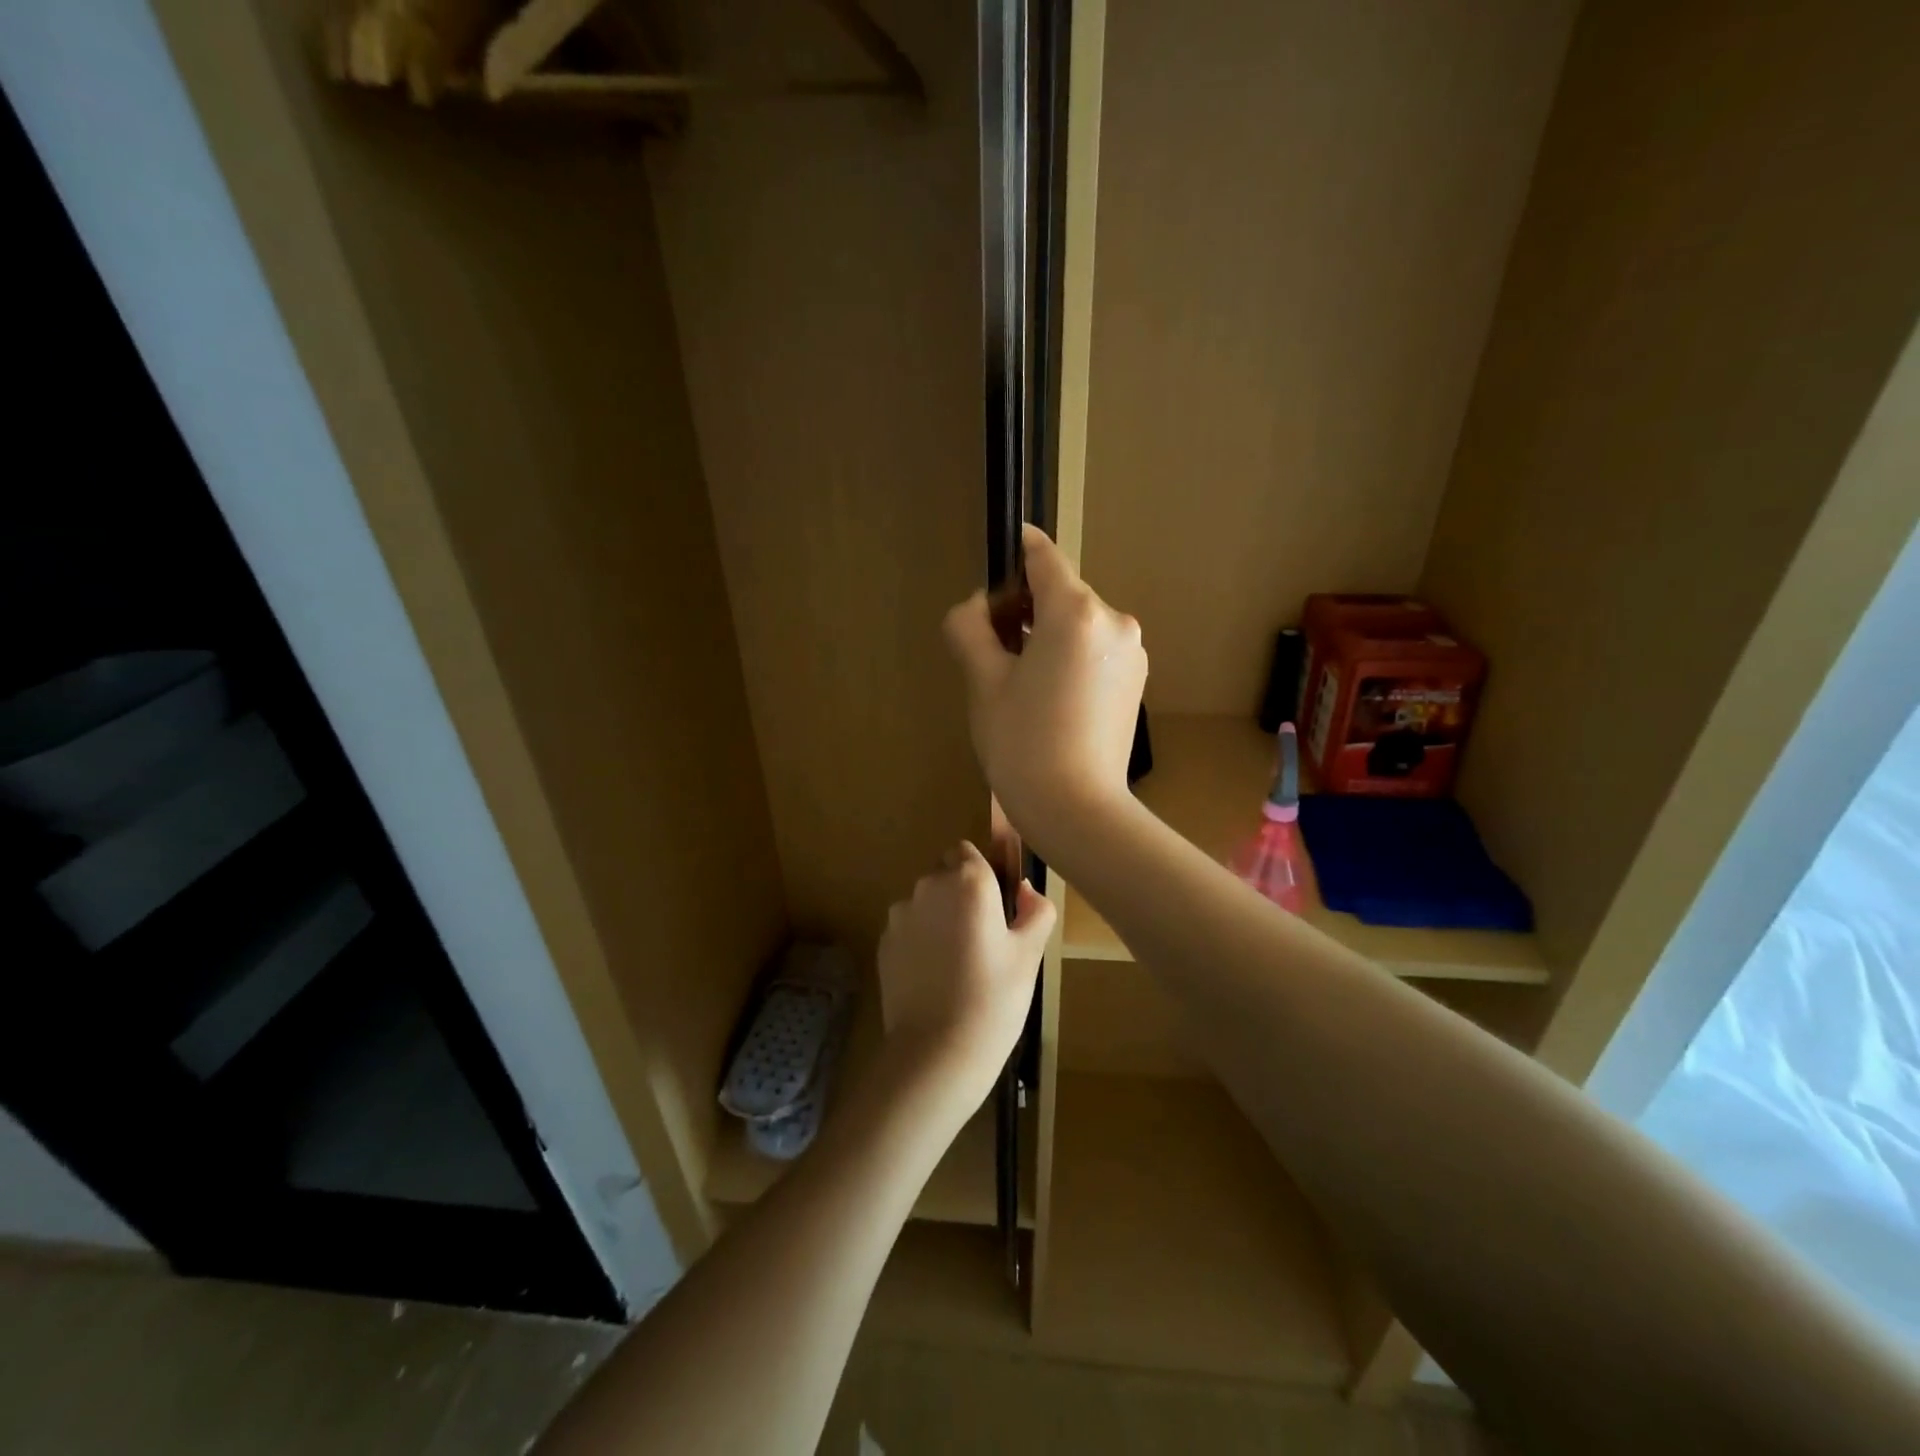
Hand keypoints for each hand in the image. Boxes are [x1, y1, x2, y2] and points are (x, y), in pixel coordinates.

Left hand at [877, 842, 1054, 1107]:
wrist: (937, 1050)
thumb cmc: (994, 998)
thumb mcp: (1030, 953)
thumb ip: (1036, 910)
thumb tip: (1025, 890)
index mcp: (969, 881)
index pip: (969, 852)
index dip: (983, 873)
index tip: (998, 905)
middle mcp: (929, 886)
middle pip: (945, 873)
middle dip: (961, 892)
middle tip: (983, 936)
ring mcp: (901, 914)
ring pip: (925, 901)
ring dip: (939, 915)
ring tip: (957, 960)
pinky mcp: (883, 941)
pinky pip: (908, 927)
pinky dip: (920, 938)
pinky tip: (935, 974)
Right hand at [943, 525, 1147, 849]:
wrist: (1077, 809)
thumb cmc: (1022, 743)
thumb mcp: (982, 681)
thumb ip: (970, 627)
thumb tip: (979, 607)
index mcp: (1075, 612)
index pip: (1043, 556)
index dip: (1015, 550)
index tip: (995, 561)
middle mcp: (1113, 621)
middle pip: (1059, 592)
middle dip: (1024, 608)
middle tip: (992, 650)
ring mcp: (1131, 651)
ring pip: (1077, 623)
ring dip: (1046, 634)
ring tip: (1019, 682)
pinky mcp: (1135, 680)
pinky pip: (1095, 649)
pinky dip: (1069, 657)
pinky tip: (1050, 698)